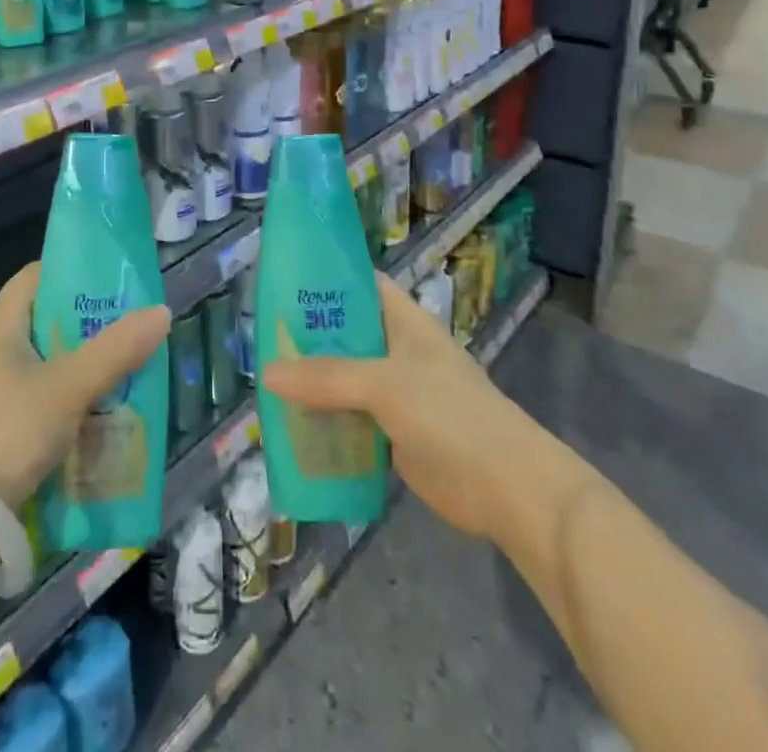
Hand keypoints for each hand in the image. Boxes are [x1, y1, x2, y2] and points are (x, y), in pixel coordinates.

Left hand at [0, 261, 170, 508]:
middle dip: (90, 323)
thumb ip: (116, 350)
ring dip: (82, 362)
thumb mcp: (68, 387)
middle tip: (132, 329)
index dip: (77, 271)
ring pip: (46, 358)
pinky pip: (38, 391)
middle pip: (47, 317)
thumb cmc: (6, 432)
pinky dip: (67, 394)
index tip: (117, 283)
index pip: (39, 274)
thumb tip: (161, 312)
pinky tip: (98, 409)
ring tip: (126, 368)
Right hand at [262, 273, 516, 538]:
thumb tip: (267, 373)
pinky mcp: (393, 433)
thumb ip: (326, 378)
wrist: (507, 488)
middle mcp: (397, 350)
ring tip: (264, 380)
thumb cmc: (450, 415)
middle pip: (345, 333)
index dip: (325, 279)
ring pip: (344, 378)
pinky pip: (350, 418)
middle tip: (260, 337)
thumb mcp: (384, 385)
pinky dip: (325, 420)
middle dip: (307, 336)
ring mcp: (396, 393)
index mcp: (403, 321)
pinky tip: (291, 426)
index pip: (360, 285)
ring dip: (312, 382)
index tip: (282, 281)